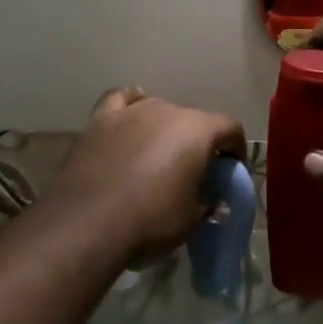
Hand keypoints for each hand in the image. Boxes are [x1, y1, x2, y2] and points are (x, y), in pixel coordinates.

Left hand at [51, 88, 247, 260]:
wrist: (88, 222)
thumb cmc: (151, 220)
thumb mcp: (192, 218)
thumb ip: (208, 201)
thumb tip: (212, 197)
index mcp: (198, 129)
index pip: (230, 127)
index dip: (235, 147)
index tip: (231, 168)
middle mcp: (168, 109)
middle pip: (193, 118)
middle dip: (199, 140)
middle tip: (194, 170)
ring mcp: (132, 111)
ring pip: (158, 109)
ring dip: (165, 128)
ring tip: (159, 154)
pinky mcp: (100, 119)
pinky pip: (121, 101)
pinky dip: (130, 106)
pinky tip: (130, 118)